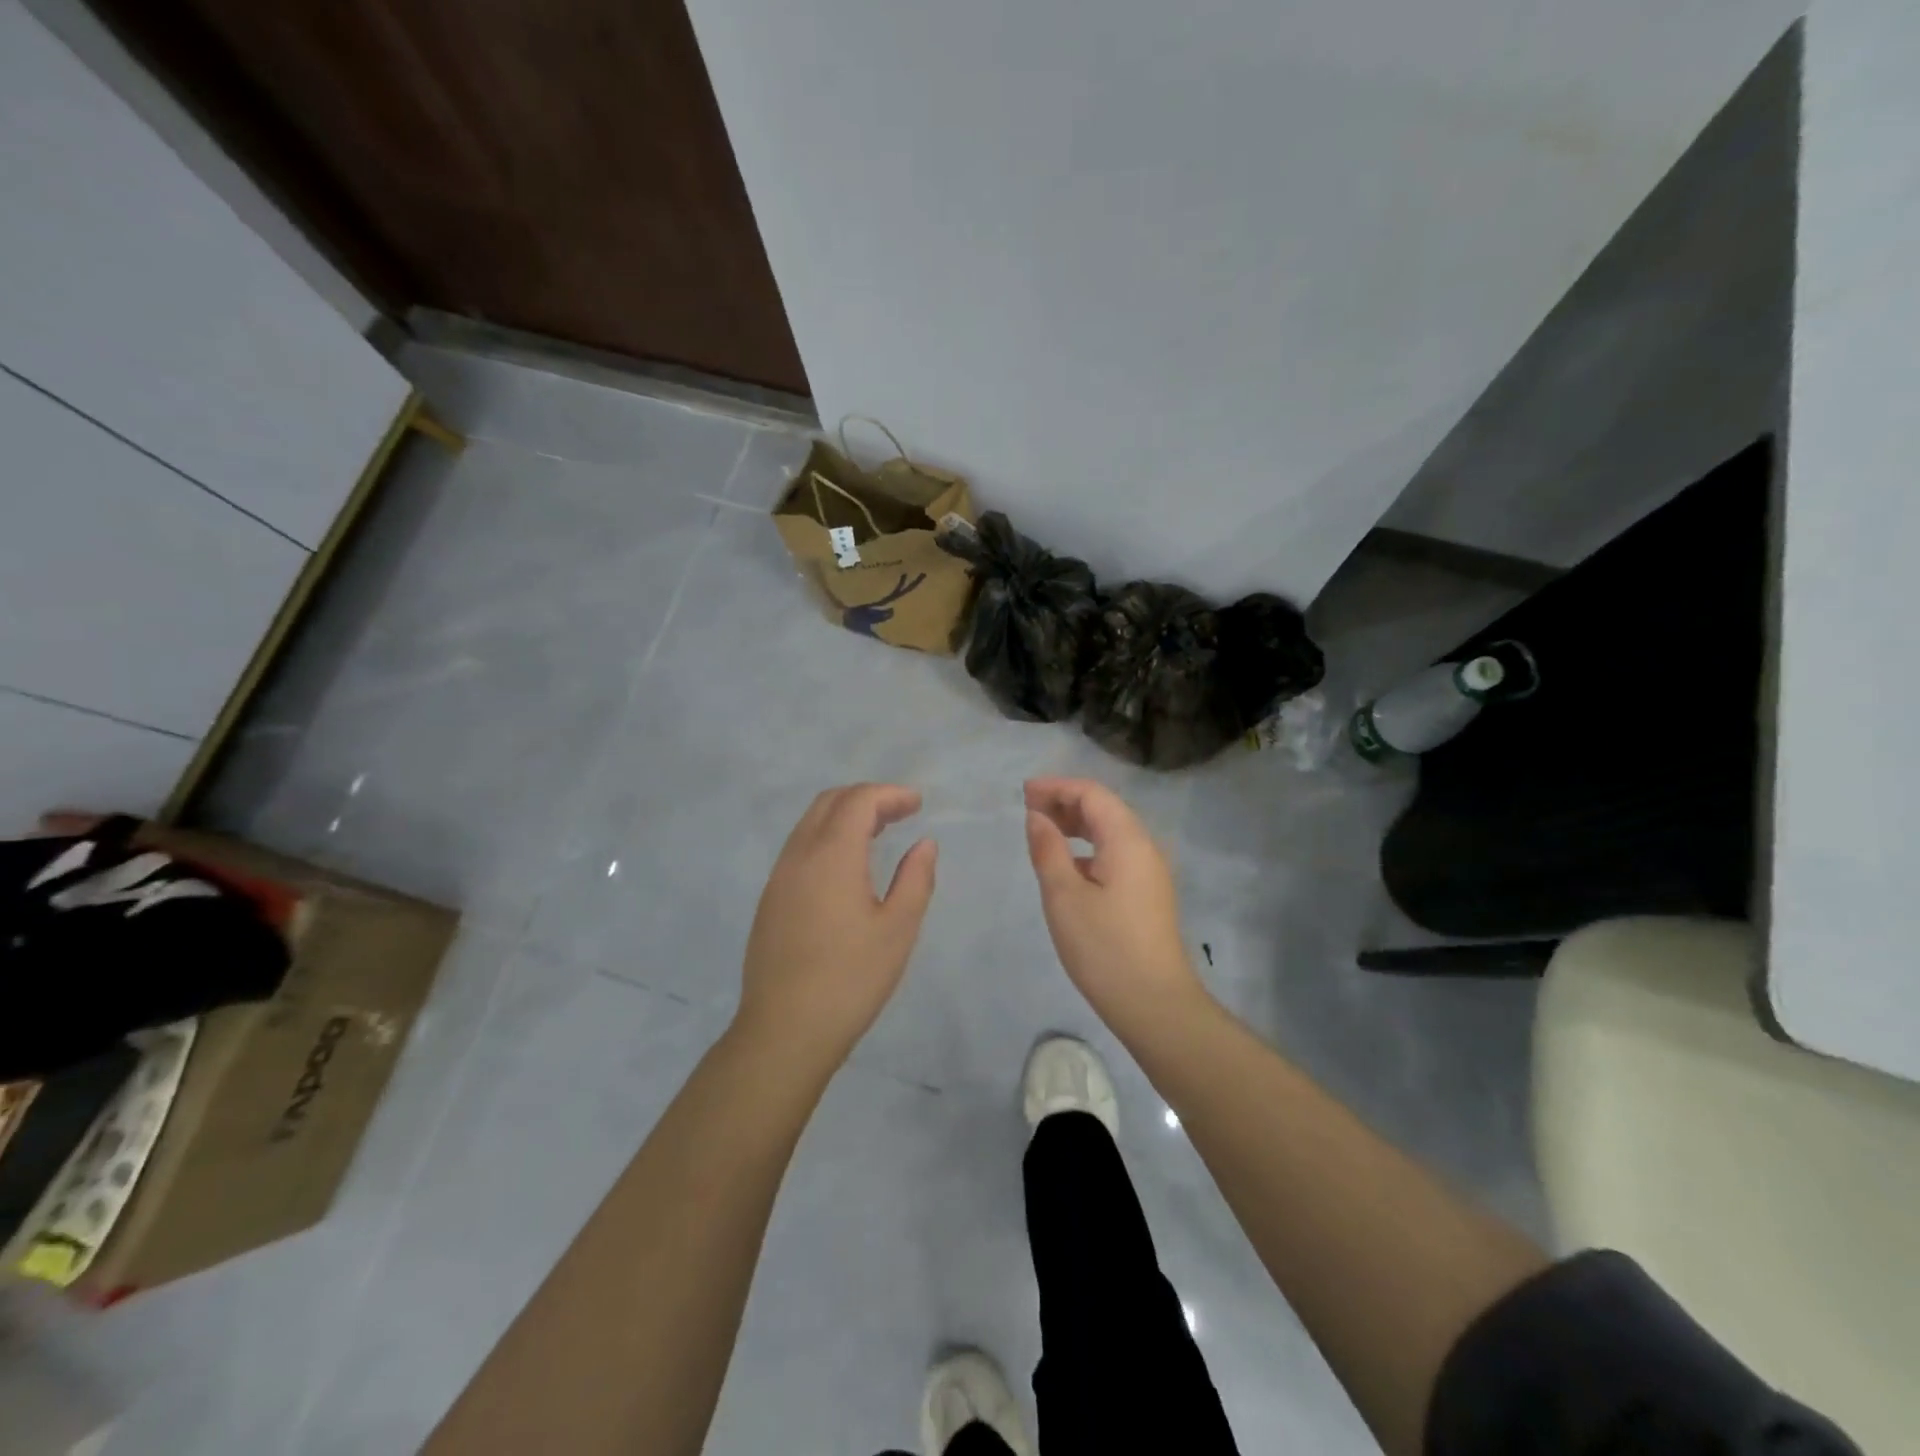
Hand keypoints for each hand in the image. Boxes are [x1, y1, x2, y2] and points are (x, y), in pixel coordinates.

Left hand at [735, 784, 936, 1073]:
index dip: (890, 794)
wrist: (784, 1031)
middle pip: (830, 802)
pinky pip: (799, 847)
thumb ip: (915, 879)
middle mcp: (799, 855)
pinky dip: (827, 837)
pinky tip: (846, 866)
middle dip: (867, 798)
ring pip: (810, 823)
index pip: (858, 801)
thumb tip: (924, 844)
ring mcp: (779, 877)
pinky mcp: (770, 900)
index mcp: (831, 856)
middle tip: (900, 812)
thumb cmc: (850, 979)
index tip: (918, 804)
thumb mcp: (898, 929)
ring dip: (845, 816)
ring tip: (878, 832)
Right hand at [1024, 777, 1208, 1032]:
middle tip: (1028, 810)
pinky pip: (1117, 853)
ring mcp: (1150, 871)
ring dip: (1077, 824)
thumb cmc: (1104, 947)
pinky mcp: (1148, 893)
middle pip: (1105, 808)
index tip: (1024, 793)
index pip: (1092, 794)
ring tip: (1043, 831)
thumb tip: (1037, 817)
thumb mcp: (1064, 896)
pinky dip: (1089, 847)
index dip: (1057, 787)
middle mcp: (1145, 847)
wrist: (1154, 1004)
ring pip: (1112, 832)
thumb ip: (1048, 849)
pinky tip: (1068, 865)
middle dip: (1066, 802)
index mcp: (1128, 840)